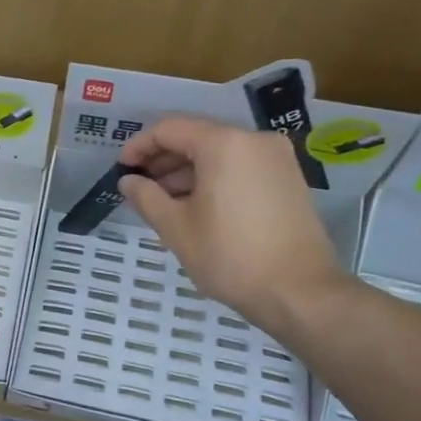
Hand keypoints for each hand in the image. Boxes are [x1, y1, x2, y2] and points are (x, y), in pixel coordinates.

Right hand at [118, 116, 347, 331]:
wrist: (298, 290)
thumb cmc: (229, 255)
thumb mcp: (176, 227)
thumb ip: (146, 197)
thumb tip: (128, 181)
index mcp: (224, 144)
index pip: (170, 129)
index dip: (139, 146)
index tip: (121, 170)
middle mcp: (253, 140)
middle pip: (197, 137)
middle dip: (163, 160)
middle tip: (138, 187)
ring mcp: (276, 158)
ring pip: (219, 153)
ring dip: (186, 171)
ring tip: (162, 201)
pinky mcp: (287, 178)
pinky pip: (239, 166)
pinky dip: (212, 178)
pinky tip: (194, 206)